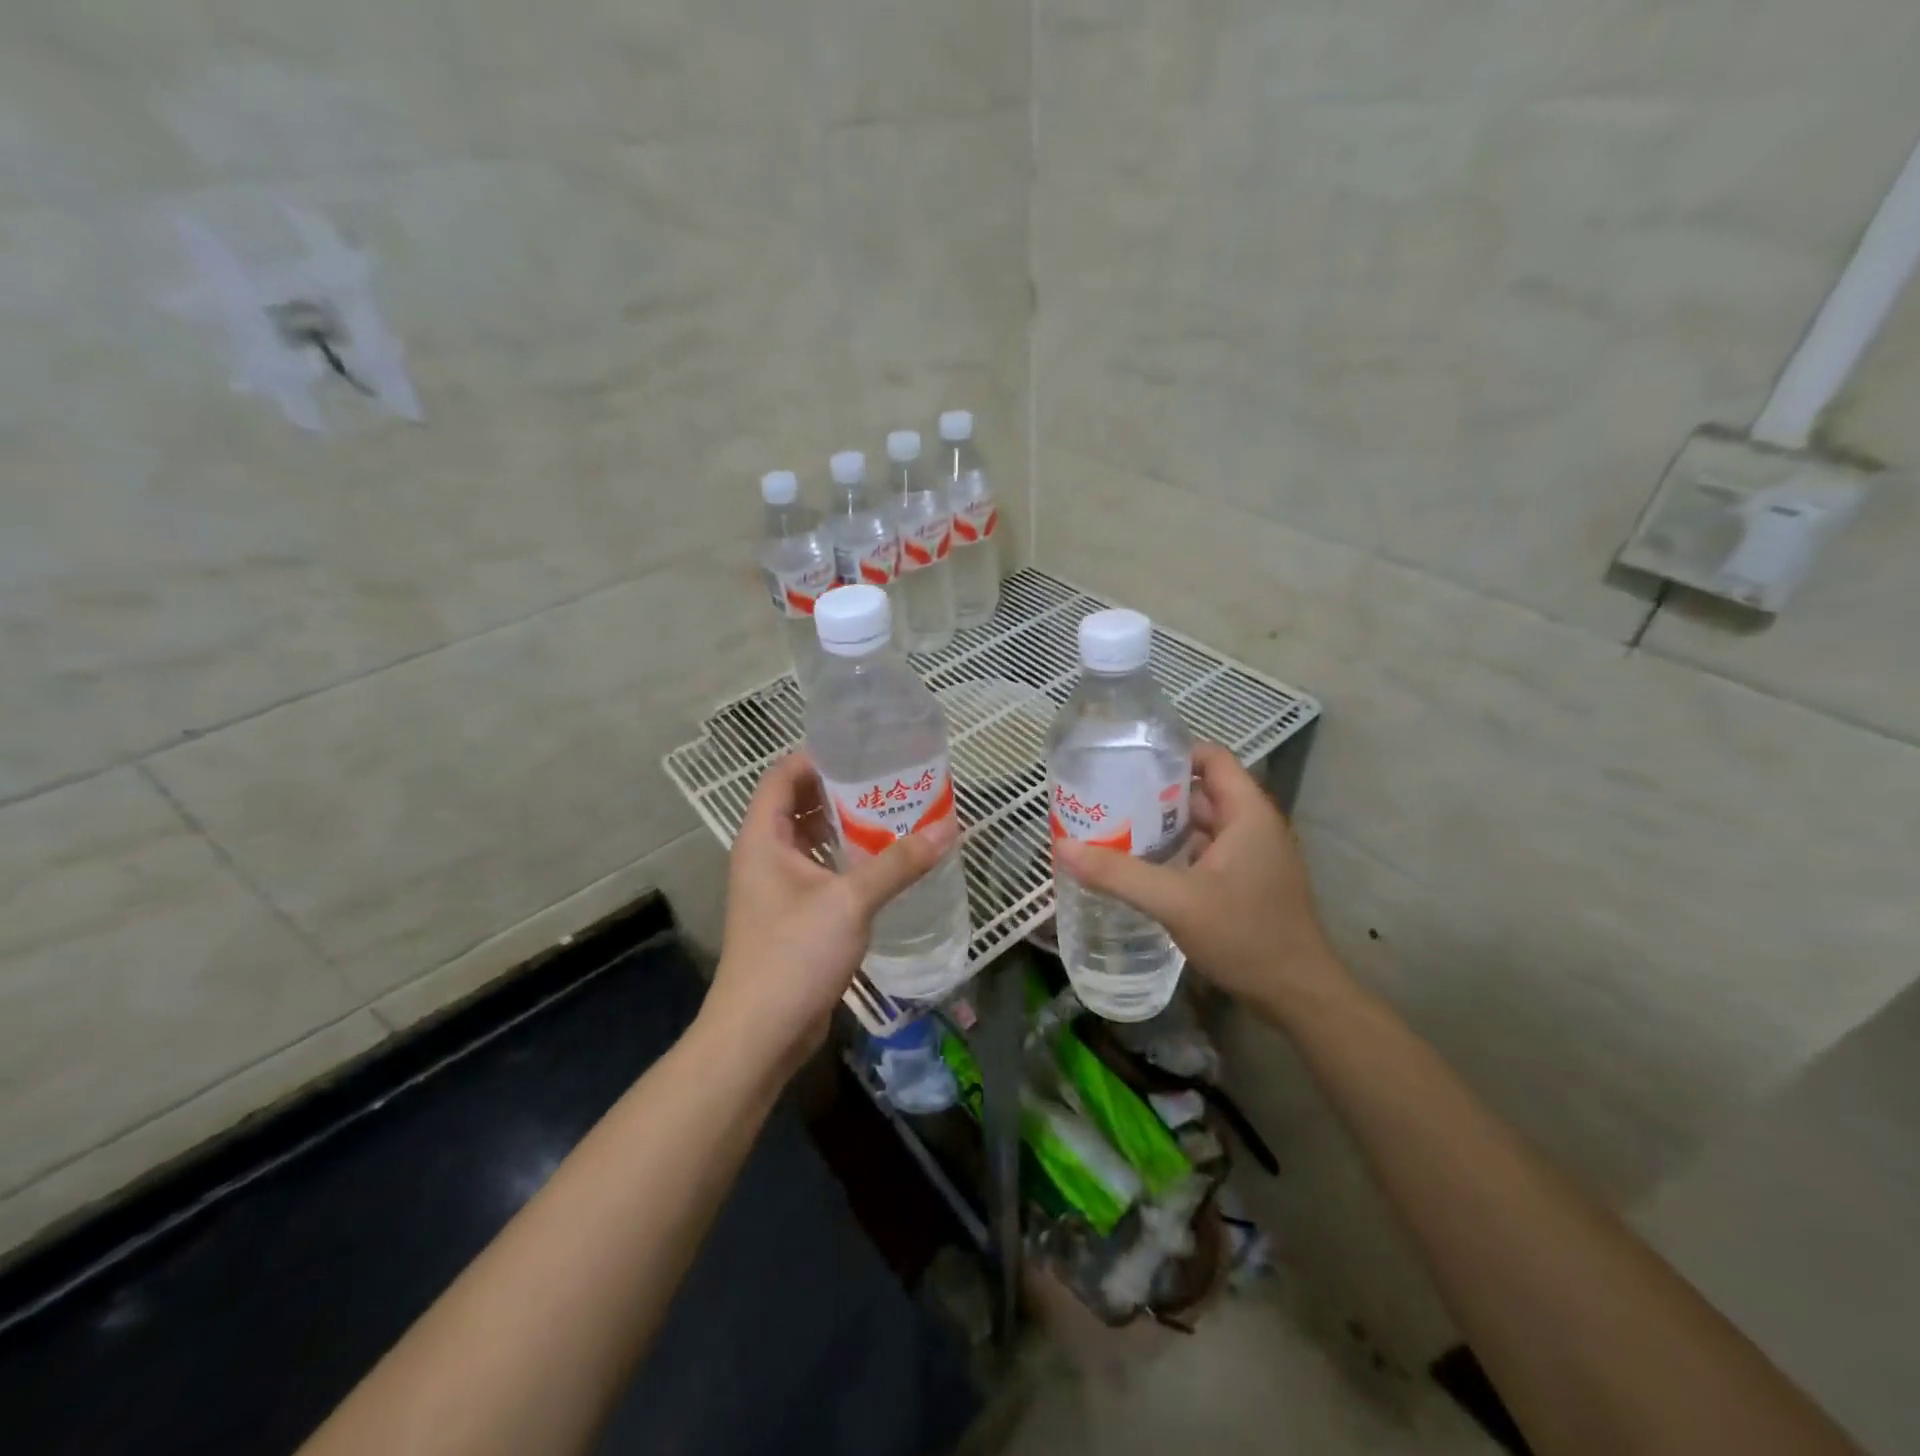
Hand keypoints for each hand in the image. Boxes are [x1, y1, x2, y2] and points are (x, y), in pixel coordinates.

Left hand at [700, 753, 957, 1077]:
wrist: (760, 1033)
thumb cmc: (794, 954)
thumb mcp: (851, 901)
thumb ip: (898, 863)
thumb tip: (948, 828)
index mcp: (763, 837)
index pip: (783, 775)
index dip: (818, 756)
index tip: (864, 751)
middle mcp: (765, 855)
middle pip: (799, 804)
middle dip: (842, 790)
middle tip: (890, 781)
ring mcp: (776, 887)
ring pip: (812, 840)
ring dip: (847, 826)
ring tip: (894, 814)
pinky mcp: (792, 915)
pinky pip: (820, 871)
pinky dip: (847, 860)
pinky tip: (884, 863)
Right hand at [1053, 741, 1340, 1022]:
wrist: (1298, 996)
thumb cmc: (1246, 936)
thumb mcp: (1176, 902)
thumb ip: (1118, 874)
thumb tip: (1062, 847)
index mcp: (1248, 813)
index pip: (1211, 757)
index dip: (1172, 752)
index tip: (1128, 761)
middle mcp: (1254, 826)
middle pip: (1201, 790)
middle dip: (1155, 791)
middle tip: (1108, 796)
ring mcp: (1253, 856)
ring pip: (1201, 825)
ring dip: (1162, 825)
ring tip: (1114, 827)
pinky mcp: (1247, 882)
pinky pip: (1205, 852)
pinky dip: (1175, 852)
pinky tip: (1141, 867)